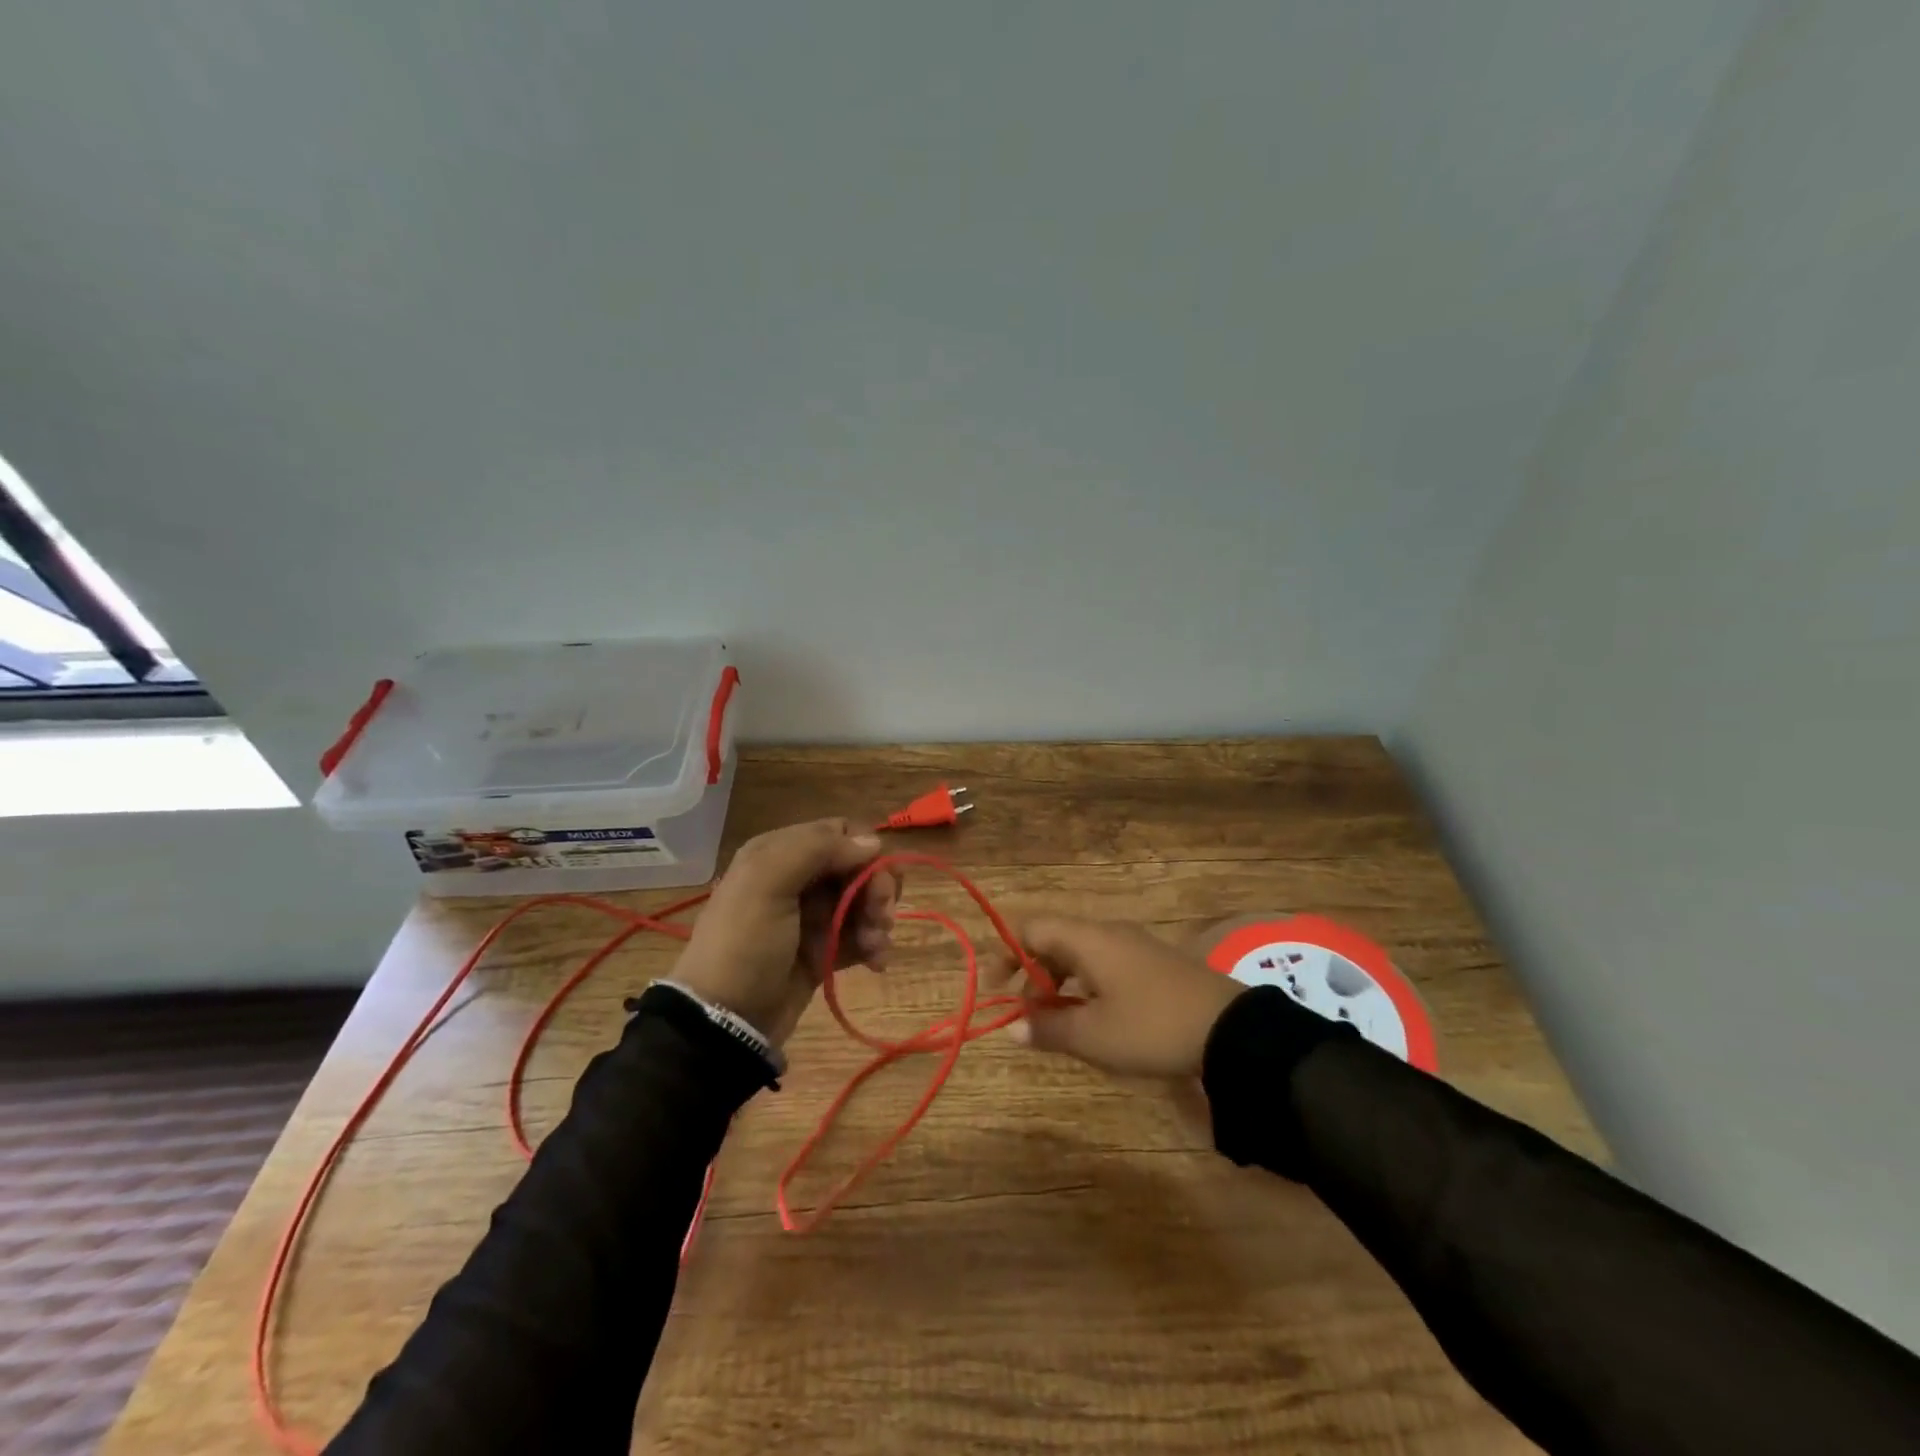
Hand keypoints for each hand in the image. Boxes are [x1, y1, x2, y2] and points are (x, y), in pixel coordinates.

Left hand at [673, 818, 899, 1047]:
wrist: (724, 1021)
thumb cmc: (744, 944)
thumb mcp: (767, 884)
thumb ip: (816, 849)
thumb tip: (872, 841)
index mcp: (779, 852)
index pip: (839, 832)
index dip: (864, 851)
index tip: (877, 879)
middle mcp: (797, 878)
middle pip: (857, 866)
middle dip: (877, 888)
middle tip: (881, 916)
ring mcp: (811, 917)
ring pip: (863, 901)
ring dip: (878, 919)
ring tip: (877, 946)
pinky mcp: (823, 951)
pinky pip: (860, 936)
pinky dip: (873, 945)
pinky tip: (877, 962)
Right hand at [985, 917, 1245, 1077]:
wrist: (1232, 1030)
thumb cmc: (1151, 1027)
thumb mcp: (1094, 1036)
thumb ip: (1049, 1029)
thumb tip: (1012, 1028)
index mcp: (1087, 938)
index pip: (1031, 928)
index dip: (1006, 954)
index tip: (996, 990)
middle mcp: (1107, 932)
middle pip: (1054, 939)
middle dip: (1032, 974)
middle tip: (1027, 1015)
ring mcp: (1133, 946)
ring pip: (1080, 953)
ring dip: (1059, 983)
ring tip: (1057, 1022)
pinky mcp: (1153, 964)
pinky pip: (1104, 964)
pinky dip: (1085, 986)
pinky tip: (1092, 1018)